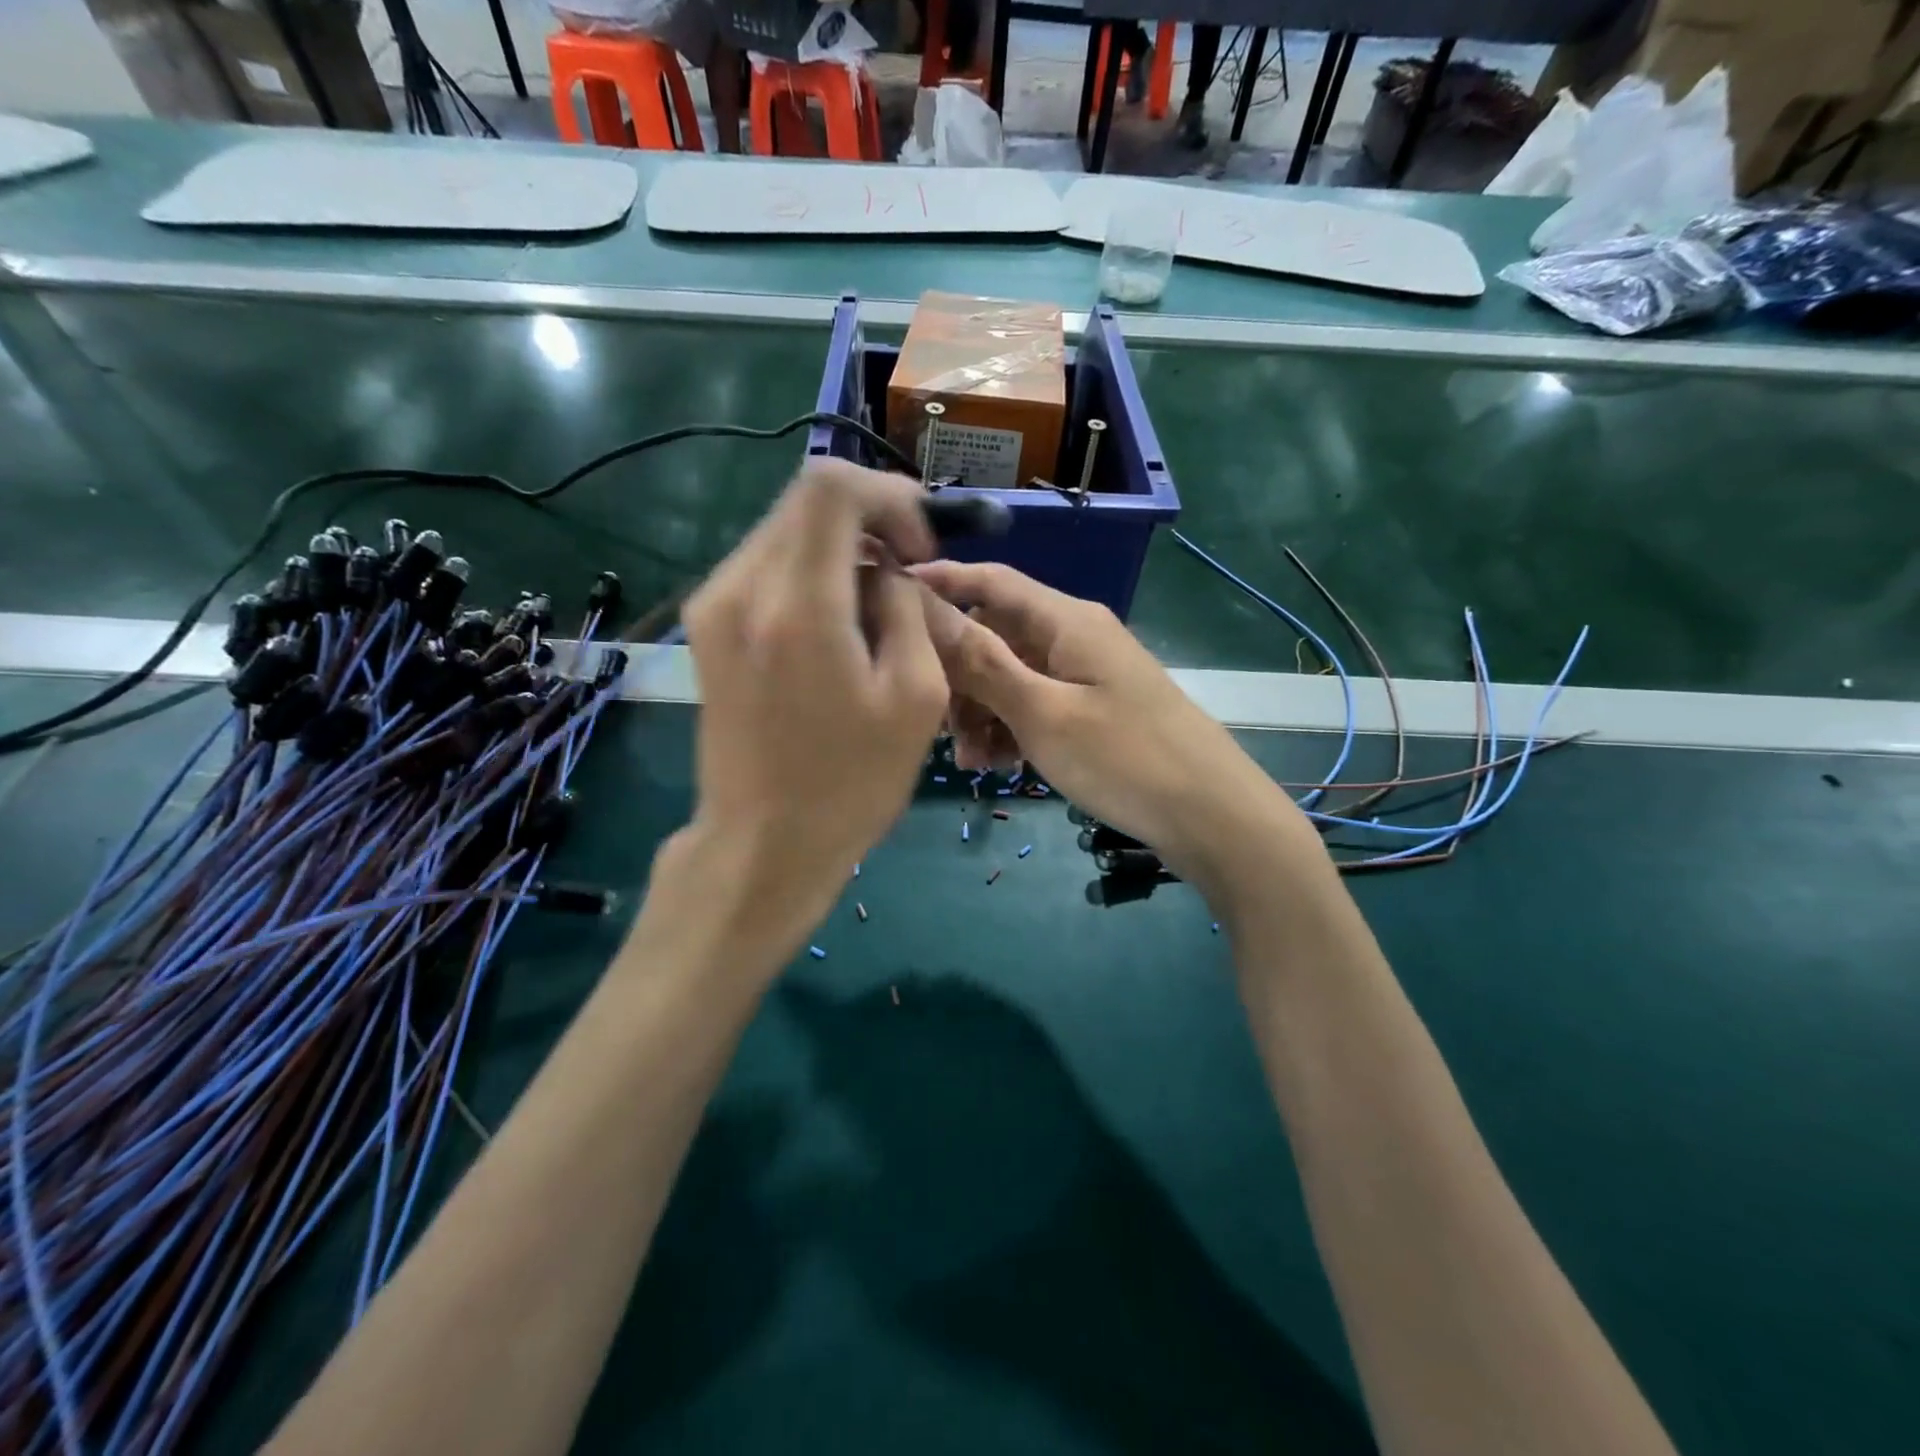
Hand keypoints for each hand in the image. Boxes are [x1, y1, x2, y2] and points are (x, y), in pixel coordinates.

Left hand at [673, 461, 948, 955]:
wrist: (762, 844)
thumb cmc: (849, 783)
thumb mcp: (916, 698)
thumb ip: (909, 610)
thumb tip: (888, 572)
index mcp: (797, 605)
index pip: (832, 486)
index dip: (889, 497)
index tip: (918, 550)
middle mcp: (740, 588)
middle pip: (805, 501)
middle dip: (868, 520)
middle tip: (906, 573)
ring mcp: (711, 606)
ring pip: (784, 530)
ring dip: (839, 549)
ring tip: (875, 605)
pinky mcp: (705, 627)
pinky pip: (764, 566)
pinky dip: (809, 573)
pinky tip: (834, 623)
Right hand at [914, 561, 1318, 902]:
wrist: (1212, 817)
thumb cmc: (1125, 758)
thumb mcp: (1043, 713)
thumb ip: (981, 661)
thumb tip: (922, 605)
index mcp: (1065, 620)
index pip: (991, 581)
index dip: (939, 584)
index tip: (887, 602)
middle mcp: (1073, 637)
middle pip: (995, 635)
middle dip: (958, 675)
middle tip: (935, 725)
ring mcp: (1085, 675)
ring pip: (1011, 677)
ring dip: (981, 712)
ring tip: (973, 762)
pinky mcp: (1092, 710)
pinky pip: (1036, 706)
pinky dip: (1012, 729)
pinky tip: (1001, 767)